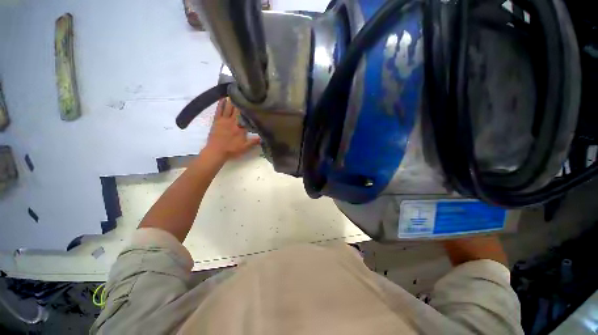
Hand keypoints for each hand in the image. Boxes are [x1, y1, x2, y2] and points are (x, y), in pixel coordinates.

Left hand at [205, 98, 260, 160]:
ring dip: (232, 100)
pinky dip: (221, 104)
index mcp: (241, 128)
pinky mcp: (216, 121)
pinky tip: (223, 98)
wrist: (216, 151)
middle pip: (238, 110)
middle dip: (241, 102)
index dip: (249, 109)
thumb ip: (254, 141)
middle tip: (244, 93)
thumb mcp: (245, 147)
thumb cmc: (232, 150)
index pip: (246, 117)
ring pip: (228, 108)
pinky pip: (219, 110)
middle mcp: (233, 122)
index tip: (253, 102)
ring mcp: (224, 120)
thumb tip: (264, 137)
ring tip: (235, 92)